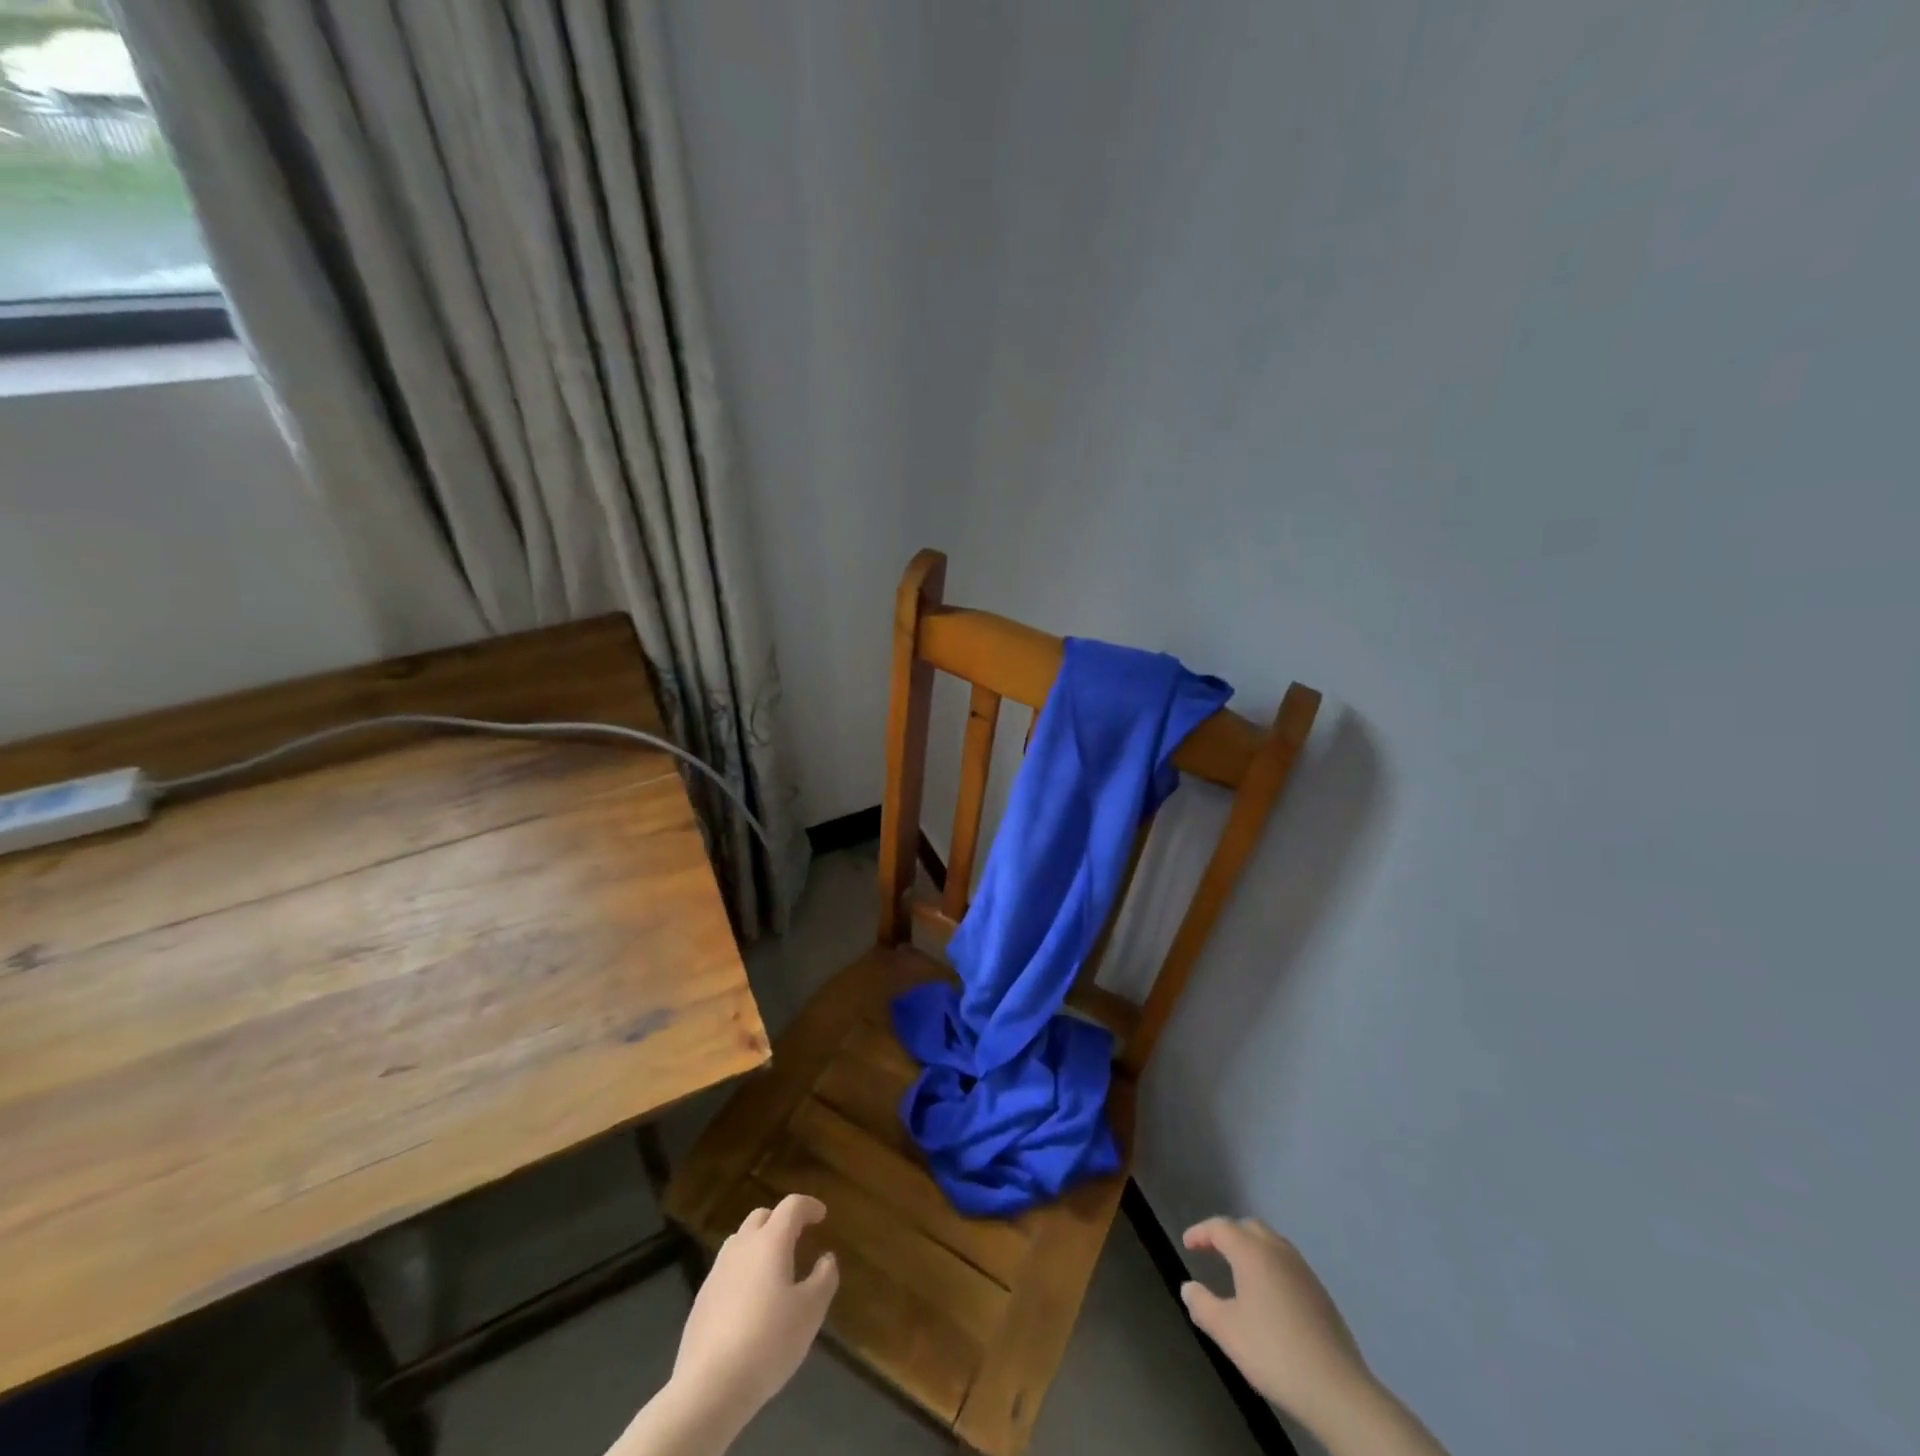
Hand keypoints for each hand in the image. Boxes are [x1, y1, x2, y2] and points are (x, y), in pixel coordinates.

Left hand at [671, 1195, 838, 1423]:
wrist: (708, 1387)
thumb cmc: (768, 1341)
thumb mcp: (810, 1311)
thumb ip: (824, 1278)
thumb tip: (826, 1259)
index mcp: (770, 1241)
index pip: (791, 1206)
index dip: (809, 1206)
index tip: (821, 1215)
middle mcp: (742, 1247)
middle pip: (761, 1216)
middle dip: (781, 1221)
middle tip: (797, 1239)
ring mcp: (717, 1272)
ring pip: (740, 1241)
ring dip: (758, 1244)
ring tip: (772, 1268)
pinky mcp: (701, 1300)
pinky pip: (726, 1270)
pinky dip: (742, 1271)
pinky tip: (749, 1301)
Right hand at [1180, 1217, 1372, 1430]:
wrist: (1337, 1390)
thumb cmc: (1274, 1352)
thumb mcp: (1227, 1331)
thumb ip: (1202, 1305)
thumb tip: (1188, 1288)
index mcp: (1252, 1252)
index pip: (1220, 1228)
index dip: (1200, 1233)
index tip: (1187, 1244)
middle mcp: (1278, 1251)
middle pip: (1248, 1227)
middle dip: (1227, 1235)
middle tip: (1211, 1252)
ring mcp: (1303, 1271)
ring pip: (1271, 1243)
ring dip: (1251, 1248)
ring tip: (1238, 1271)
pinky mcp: (1320, 1293)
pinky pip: (1287, 1264)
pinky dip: (1270, 1266)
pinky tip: (1268, 1295)